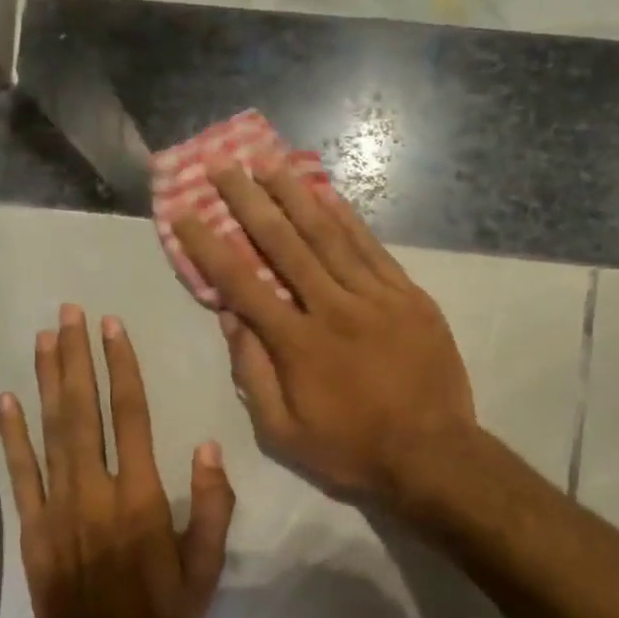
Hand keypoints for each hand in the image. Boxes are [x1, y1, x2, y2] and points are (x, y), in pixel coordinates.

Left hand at [0, 305, 234, 617]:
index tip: (112, 327)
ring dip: (47, 381)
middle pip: (83, 411)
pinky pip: (21, 474)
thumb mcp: (207, 568)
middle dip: (77, 358)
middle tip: (69, 312)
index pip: (130, 417)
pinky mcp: (33, 528)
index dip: (121, 368)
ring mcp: (58, 508)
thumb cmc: (163, 615)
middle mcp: (96, 491)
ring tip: (44, 337)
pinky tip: (6, 400)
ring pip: (51, 432)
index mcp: (141, 497)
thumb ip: (212, 508)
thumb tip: (209, 448)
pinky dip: (13, 435)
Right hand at [172, 162, 475, 502]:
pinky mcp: (409, 296)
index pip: (242, 283)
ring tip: (269, 162)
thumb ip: (253, 374)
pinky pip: (372, 249)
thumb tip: (230, 318)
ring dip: (295, 196)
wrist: (433, 454)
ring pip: (329, 236)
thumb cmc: (352, 449)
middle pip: (283, 244)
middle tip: (223, 166)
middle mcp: (332, 308)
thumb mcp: (284, 433)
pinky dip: (348, 219)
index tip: (185, 213)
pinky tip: (327, 194)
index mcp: (297, 343)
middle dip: (249, 201)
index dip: (209, 246)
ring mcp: (375, 297)